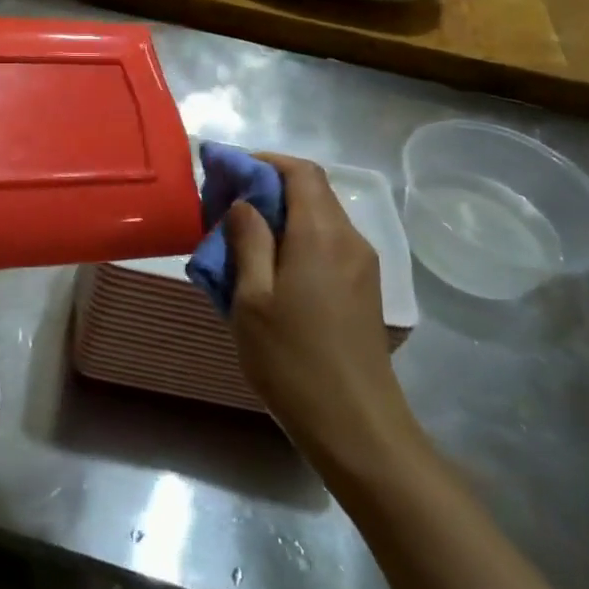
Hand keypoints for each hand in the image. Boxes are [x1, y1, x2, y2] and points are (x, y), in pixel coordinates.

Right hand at [225, 155, 425, 483]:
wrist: (357, 427)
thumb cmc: (292, 360)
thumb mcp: (251, 299)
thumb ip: (248, 241)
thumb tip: (243, 203)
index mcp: (321, 234)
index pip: (300, 171)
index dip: (263, 161)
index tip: (226, 170)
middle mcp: (349, 240)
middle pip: (311, 191)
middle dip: (267, 187)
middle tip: (224, 205)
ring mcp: (362, 266)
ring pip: (319, 218)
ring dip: (280, 215)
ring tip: (240, 238)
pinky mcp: (364, 290)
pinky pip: (327, 245)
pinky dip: (296, 239)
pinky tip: (268, 269)